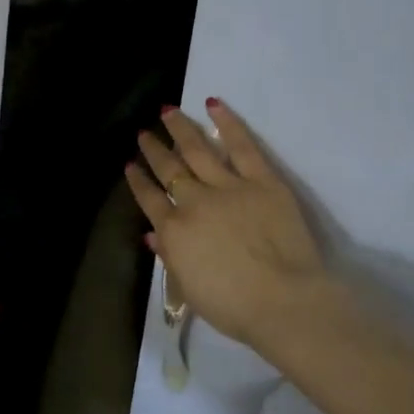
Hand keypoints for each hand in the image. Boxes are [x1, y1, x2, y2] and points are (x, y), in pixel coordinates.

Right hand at [125, 98, 333, 351]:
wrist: (283, 302)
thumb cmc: (234, 308)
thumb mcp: (190, 289)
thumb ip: (170, 257)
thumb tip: (153, 235)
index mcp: (174, 230)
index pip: (150, 199)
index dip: (138, 181)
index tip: (130, 165)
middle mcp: (194, 201)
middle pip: (169, 169)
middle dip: (154, 150)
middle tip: (144, 133)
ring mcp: (228, 187)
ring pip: (198, 150)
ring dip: (181, 129)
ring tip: (168, 111)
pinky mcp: (262, 181)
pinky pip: (242, 147)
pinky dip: (227, 124)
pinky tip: (213, 105)